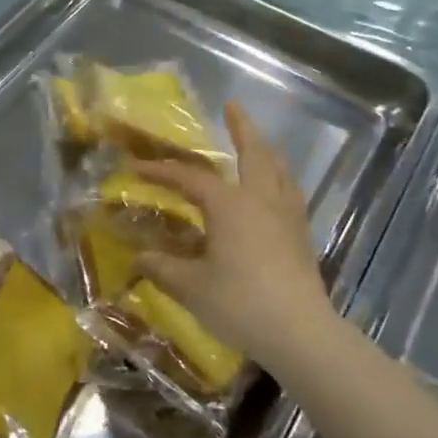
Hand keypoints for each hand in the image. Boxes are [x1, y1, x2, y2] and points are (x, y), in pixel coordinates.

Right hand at [134, 103, 341, 373]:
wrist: (300, 332)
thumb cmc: (240, 303)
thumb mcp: (192, 287)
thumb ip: (163, 267)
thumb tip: (140, 257)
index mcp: (230, 204)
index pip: (189, 178)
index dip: (161, 172)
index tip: (135, 168)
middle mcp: (261, 198)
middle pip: (253, 152)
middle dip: (241, 126)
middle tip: (232, 106)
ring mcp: (287, 214)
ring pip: (278, 168)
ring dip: (265, 149)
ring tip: (256, 142)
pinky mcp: (302, 234)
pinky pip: (290, 191)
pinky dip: (279, 177)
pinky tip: (275, 189)